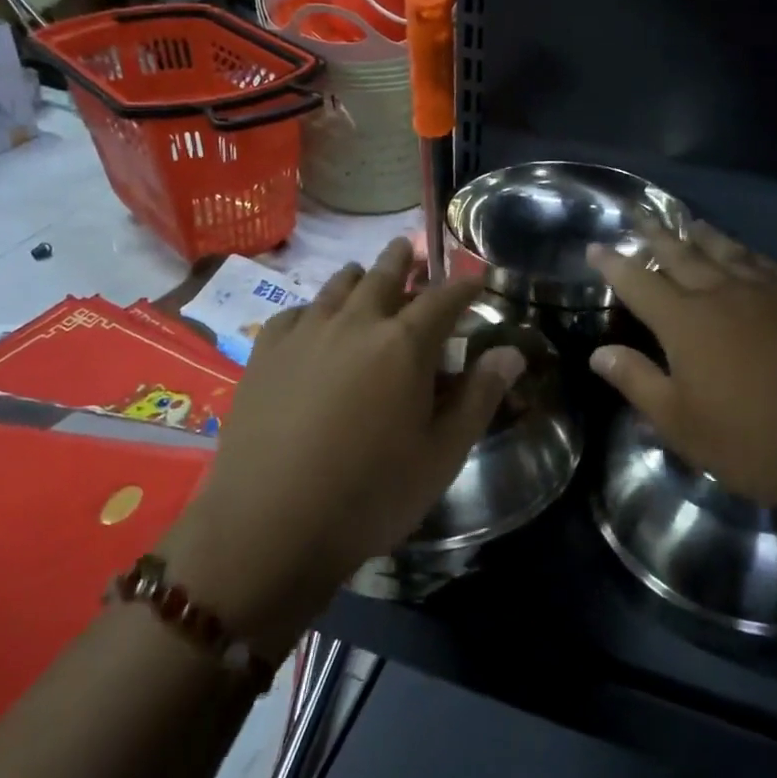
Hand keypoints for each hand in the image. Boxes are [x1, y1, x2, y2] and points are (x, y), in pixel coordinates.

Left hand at [159, 238, 524, 656]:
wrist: (268, 527)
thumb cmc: (370, 495)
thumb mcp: (441, 454)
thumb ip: (479, 397)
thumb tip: (512, 352)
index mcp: (404, 344)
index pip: (443, 298)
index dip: (463, 285)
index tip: (474, 278)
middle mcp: (355, 323)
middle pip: (384, 275)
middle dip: (404, 261)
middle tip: (411, 250)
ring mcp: (304, 334)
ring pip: (337, 287)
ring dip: (358, 277)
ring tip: (364, 274)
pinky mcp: (264, 354)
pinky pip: (294, 313)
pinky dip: (313, 308)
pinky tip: (312, 321)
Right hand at [587, 224, 776, 527]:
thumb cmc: (752, 440)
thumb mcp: (681, 422)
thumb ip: (637, 381)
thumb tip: (599, 352)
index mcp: (684, 321)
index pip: (638, 282)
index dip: (614, 264)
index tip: (595, 246)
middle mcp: (722, 294)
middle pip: (681, 255)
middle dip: (656, 235)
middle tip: (639, 216)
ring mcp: (766, 294)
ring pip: (725, 252)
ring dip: (702, 236)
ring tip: (688, 222)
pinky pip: (764, 265)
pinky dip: (745, 253)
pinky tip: (744, 254)